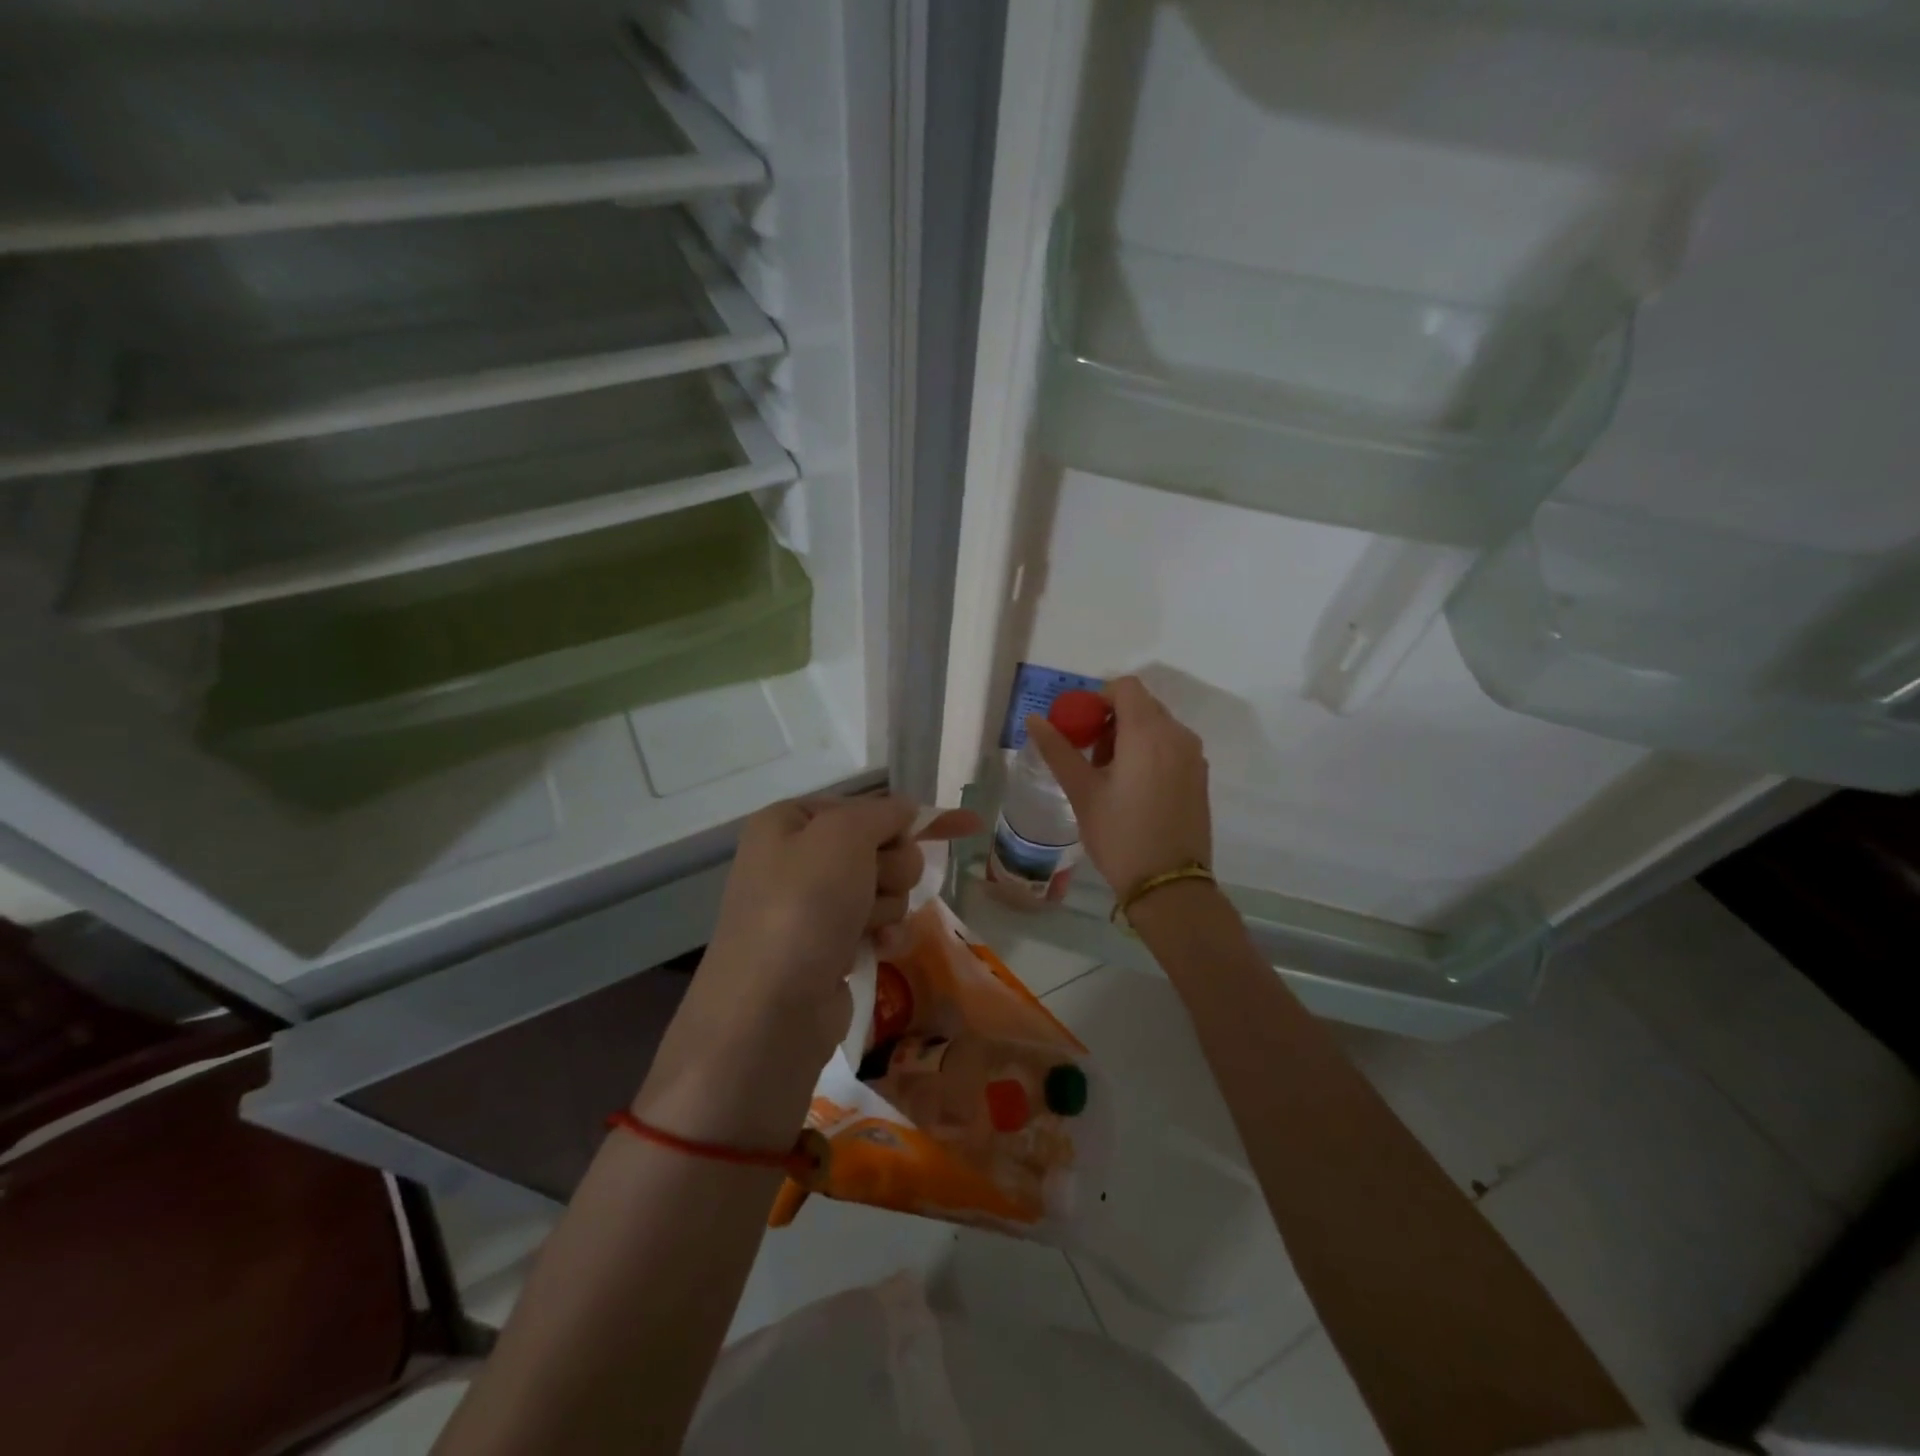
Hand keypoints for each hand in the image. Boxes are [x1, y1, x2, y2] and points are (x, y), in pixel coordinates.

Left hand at [636, 795, 979, 1145]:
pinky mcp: (827, 948)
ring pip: (883, 888)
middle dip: (891, 868)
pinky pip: (875, 925)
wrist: (770, 1010)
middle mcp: (797, 859)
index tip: (963, 825)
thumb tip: (907, 809)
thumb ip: (882, 813)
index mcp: (789, 822)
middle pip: (879, 847)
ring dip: (886, 905)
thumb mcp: (843, 835)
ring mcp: (811, 907)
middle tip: (873, 887)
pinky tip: (879, 948)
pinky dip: (883, 934)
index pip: (865, 806)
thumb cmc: (804, 907)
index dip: (908, 818)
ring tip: (863, 927)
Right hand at [1027, 676, 1210, 895]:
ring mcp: (1193, 756)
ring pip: (1156, 727)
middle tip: (1089, 758)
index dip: (1097, 699)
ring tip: (1109, 778)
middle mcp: (1178, 735)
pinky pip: (1171, 748)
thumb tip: (1034, 719)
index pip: (1124, 687)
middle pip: (1141, 706)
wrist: (1169, 885)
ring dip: (1129, 738)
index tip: (1080, 730)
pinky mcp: (1200, 777)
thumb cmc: (1120, 835)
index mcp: (1148, 732)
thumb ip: (1058, 749)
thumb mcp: (1082, 791)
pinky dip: (1149, 754)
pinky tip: (1133, 791)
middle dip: (1111, 721)